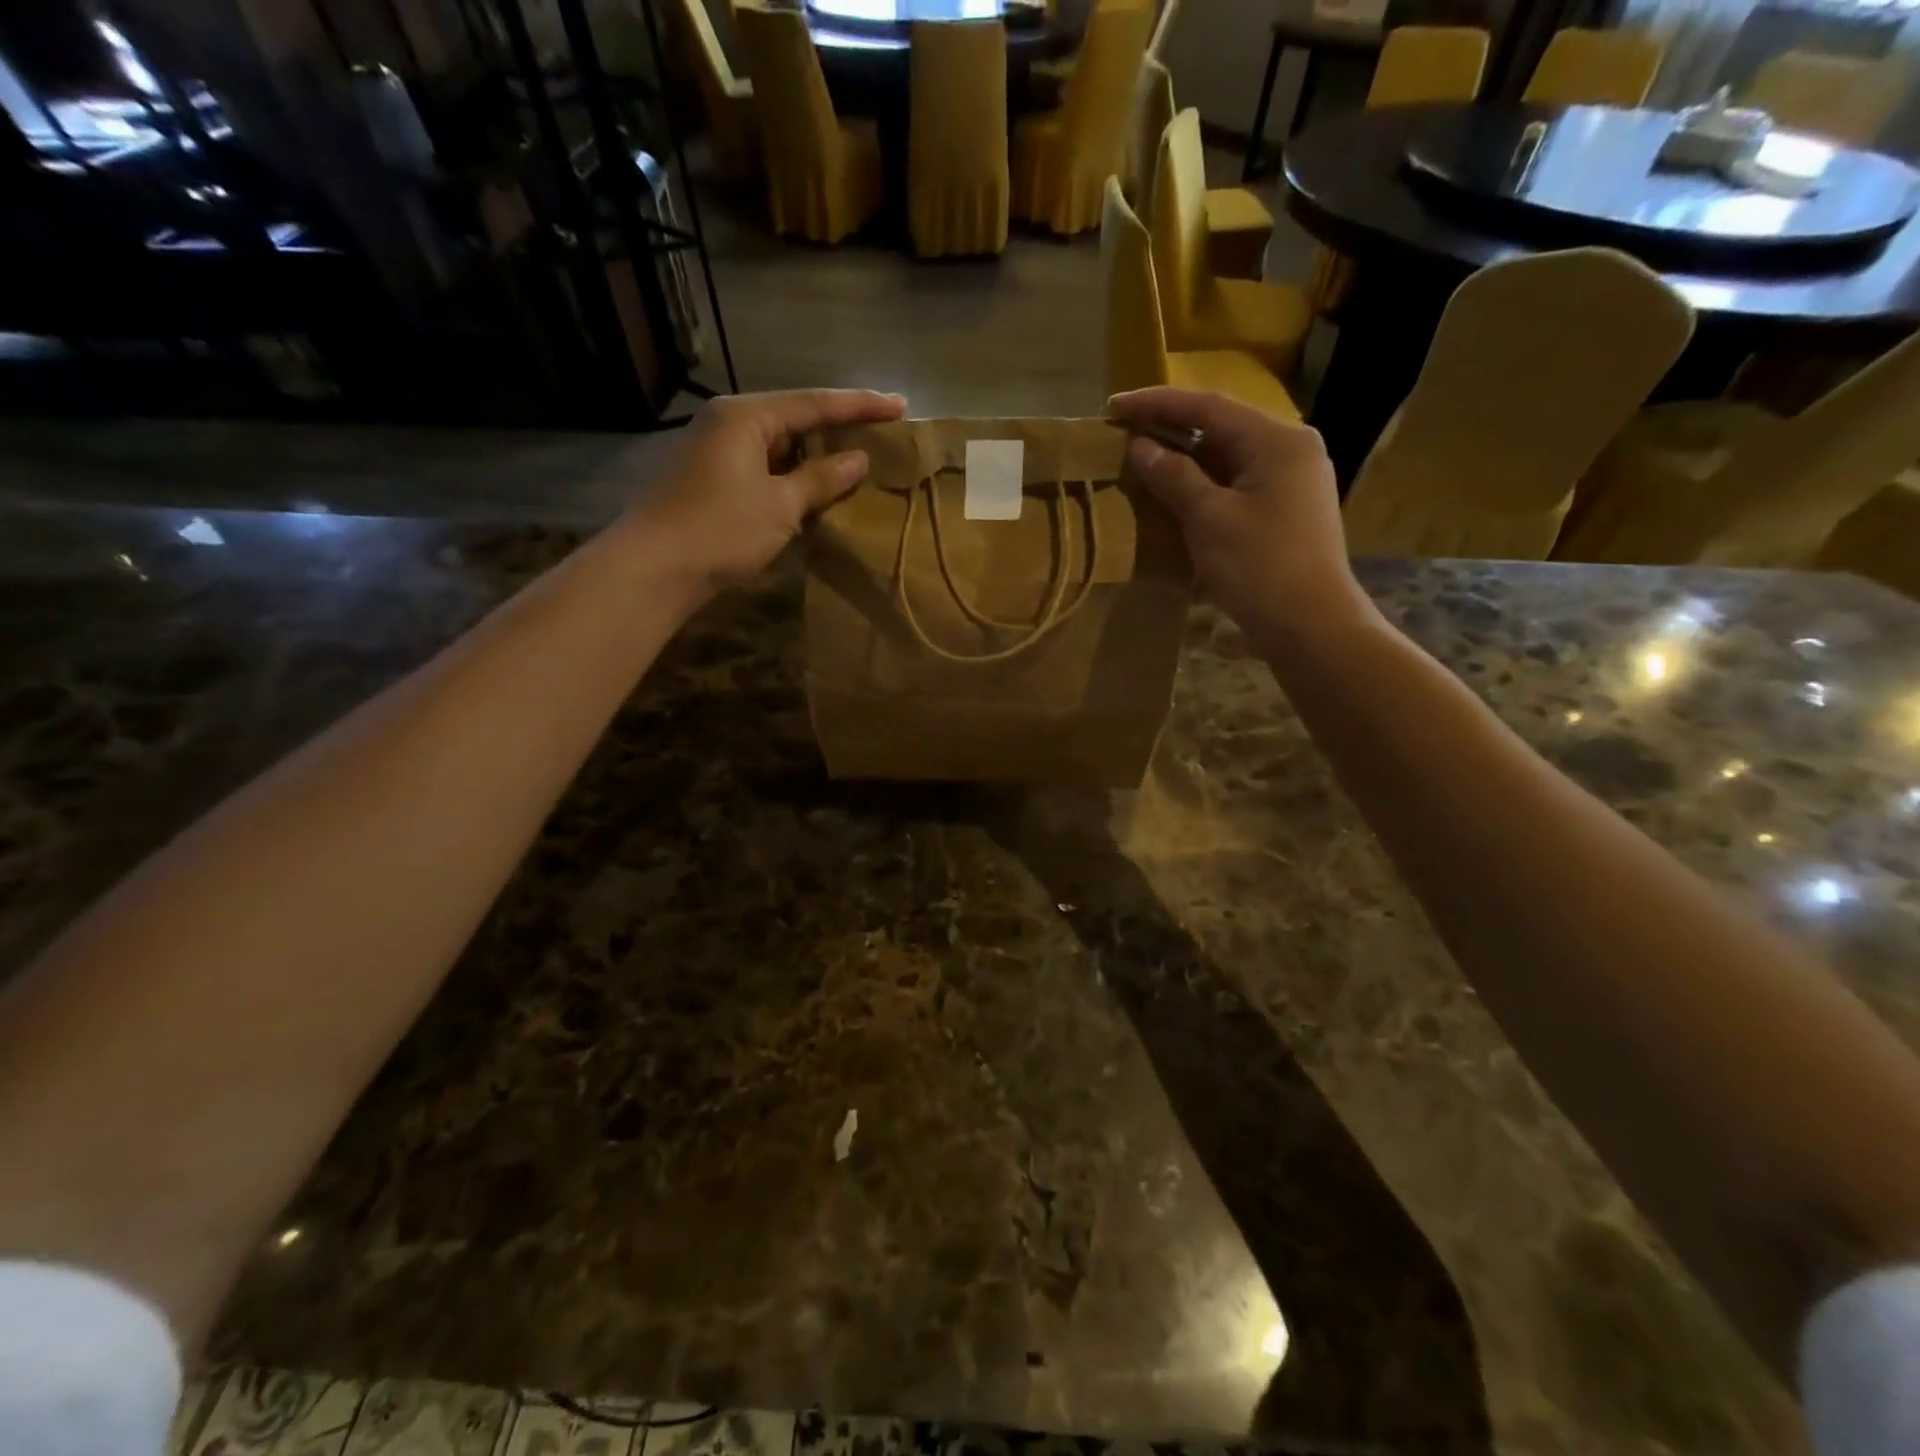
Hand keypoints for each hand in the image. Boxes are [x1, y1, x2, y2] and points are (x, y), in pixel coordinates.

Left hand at [621, 388, 907, 597]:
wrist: (653, 569)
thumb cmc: (721, 530)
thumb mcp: (781, 504)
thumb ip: (822, 478)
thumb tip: (858, 459)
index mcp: (746, 415)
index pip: (814, 403)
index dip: (861, 405)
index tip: (900, 405)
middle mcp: (727, 421)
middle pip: (793, 417)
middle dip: (837, 427)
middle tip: (880, 432)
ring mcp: (714, 449)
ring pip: (777, 444)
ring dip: (814, 455)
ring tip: (855, 461)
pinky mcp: (708, 478)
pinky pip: (762, 466)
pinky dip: (791, 475)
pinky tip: (813, 488)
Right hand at [1108, 388, 1373, 640]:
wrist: (1310, 626)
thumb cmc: (1259, 567)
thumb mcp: (1209, 519)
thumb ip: (1175, 477)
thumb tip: (1141, 447)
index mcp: (1277, 440)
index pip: (1209, 408)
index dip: (1157, 404)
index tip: (1114, 406)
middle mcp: (1290, 450)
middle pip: (1221, 427)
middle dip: (1171, 427)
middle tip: (1125, 430)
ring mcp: (1291, 482)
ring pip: (1228, 457)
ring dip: (1185, 457)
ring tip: (1142, 457)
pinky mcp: (1285, 511)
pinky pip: (1236, 483)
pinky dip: (1203, 483)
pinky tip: (1174, 492)